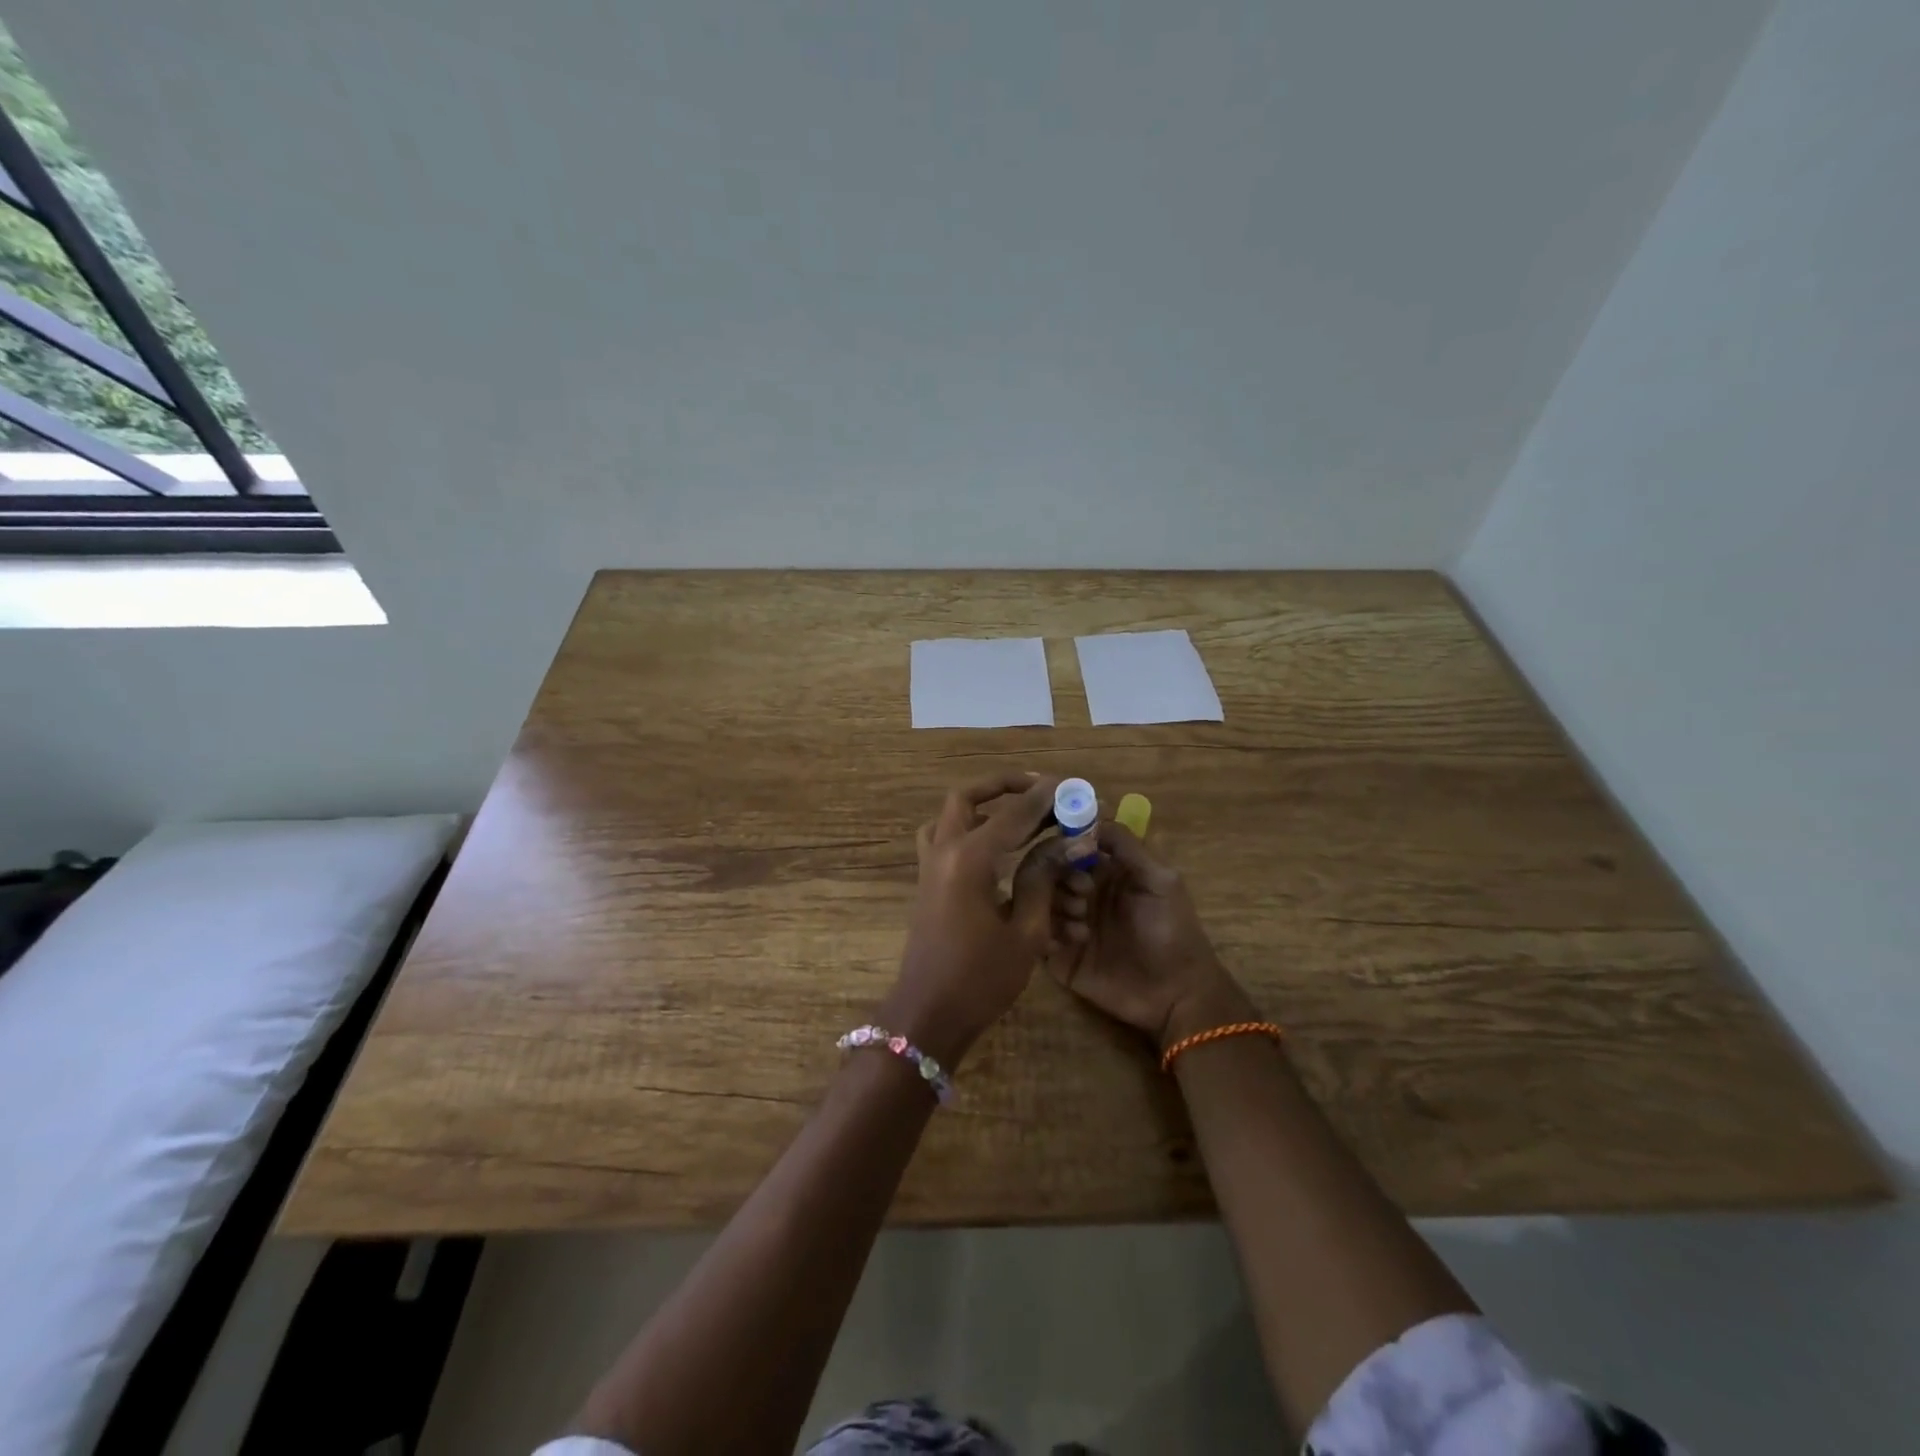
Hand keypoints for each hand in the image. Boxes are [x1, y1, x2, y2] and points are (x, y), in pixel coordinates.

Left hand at [883, 772, 1063, 1067]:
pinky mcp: (928, 882)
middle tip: (1039, 789)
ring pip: (949, 815)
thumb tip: (1065, 843)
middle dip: (1003, 786)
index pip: (1013, 814)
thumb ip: (1042, 880)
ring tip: (1017, 810)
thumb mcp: (1025, 933)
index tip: (1069, 784)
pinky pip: (942, 838)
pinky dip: (966, 828)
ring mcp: (930, 866)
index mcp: (969, 860)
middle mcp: (944, 852)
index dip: (1044, 797)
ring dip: (981, 804)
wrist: (928, 1016)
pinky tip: (995, 845)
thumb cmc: (980, 980)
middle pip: (968, 798)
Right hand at [1047, 821, 1247, 1049]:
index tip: (1070, 847)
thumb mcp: (1160, 879)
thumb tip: (1090, 814)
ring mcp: (1066, 922)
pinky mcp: (1056, 954)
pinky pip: (1034, 932)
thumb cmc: (1172, 931)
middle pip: (1047, 867)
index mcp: (1104, 870)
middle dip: (1059, 873)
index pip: (1070, 842)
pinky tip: (1077, 941)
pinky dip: (1049, 931)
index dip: (1065, 840)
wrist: (1175, 994)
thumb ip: (1126, 844)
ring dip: (1058, 903)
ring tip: (1082, 923)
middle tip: (1083, 892)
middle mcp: (1081, 891)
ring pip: (1037, 897)